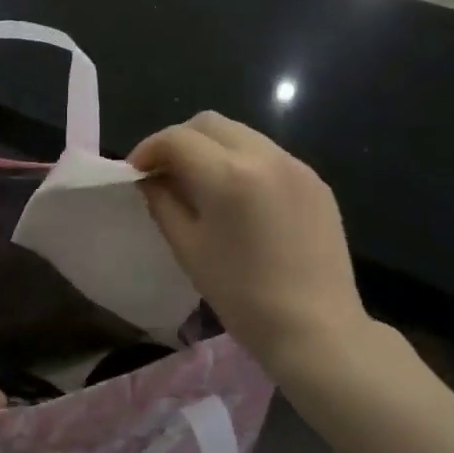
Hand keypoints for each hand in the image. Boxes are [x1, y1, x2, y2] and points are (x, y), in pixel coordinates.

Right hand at [130, 112, 374, 373]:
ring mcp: (296, 165)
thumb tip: (150, 178)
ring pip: (241, 134)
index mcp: (228, 175)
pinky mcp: (315, 181)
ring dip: (212, 148)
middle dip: (180, 140)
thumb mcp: (188, 248)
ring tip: (201, 183)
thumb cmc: (242, 295)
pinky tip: (239, 198)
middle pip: (209, 123)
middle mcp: (264, 156)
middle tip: (165, 172)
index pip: (176, 139)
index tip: (136, 172)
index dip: (148, 149)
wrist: (317, 329)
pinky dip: (243, 162)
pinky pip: (268, 155)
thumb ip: (162, 202)